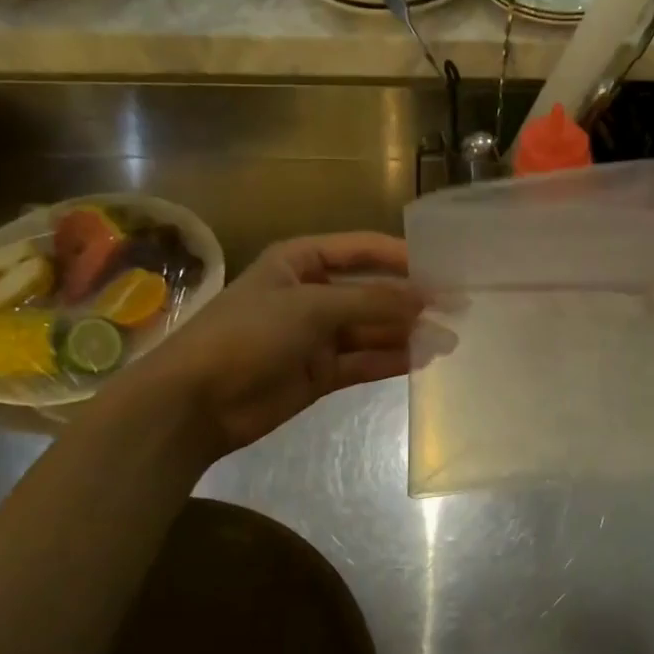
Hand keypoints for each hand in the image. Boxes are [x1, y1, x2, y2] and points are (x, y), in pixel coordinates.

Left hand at [120, 232, 423, 460]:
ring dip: (407, 334)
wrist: (195, 402)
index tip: (444, 270)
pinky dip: (392, 360)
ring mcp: (317, 335)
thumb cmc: (249, 335)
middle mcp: (312, 294)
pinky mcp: (321, 372)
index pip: (362, 250)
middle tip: (457, 309)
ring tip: (450, 339)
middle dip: (411, 301)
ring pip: (373, 330)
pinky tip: (424, 360)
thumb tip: (427, 300)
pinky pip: (365, 360)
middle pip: (372, 292)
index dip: (402, 258)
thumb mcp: (312, 307)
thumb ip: (372, 302)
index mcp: (301, 262)